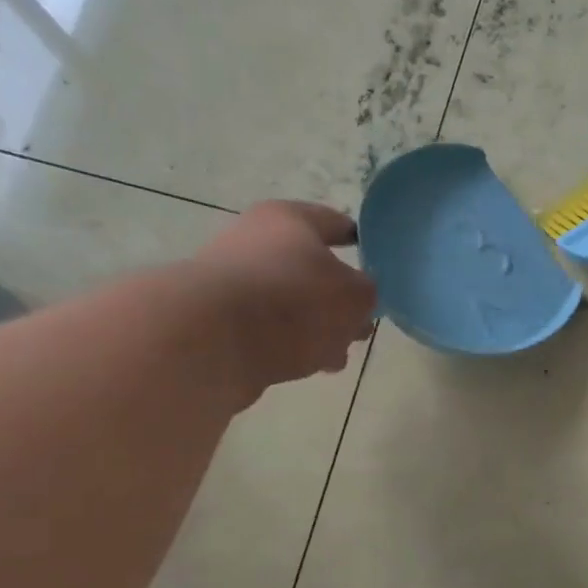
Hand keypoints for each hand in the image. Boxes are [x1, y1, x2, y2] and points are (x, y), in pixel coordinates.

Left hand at [194, 201, 376, 396]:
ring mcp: (232, 282)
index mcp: (289, 219)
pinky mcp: (217, 322)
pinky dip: (289, 346)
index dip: (360, 241)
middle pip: (311, 268)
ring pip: (290, 304)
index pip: (335, 223)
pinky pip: (267, 331)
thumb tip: (355, 299)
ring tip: (337, 357)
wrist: (210, 342)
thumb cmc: (293, 302)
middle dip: (338, 299)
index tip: (377, 261)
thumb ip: (366, 294)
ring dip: (316, 329)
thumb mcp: (354, 296)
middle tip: (361, 324)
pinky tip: (308, 368)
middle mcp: (255, 241)